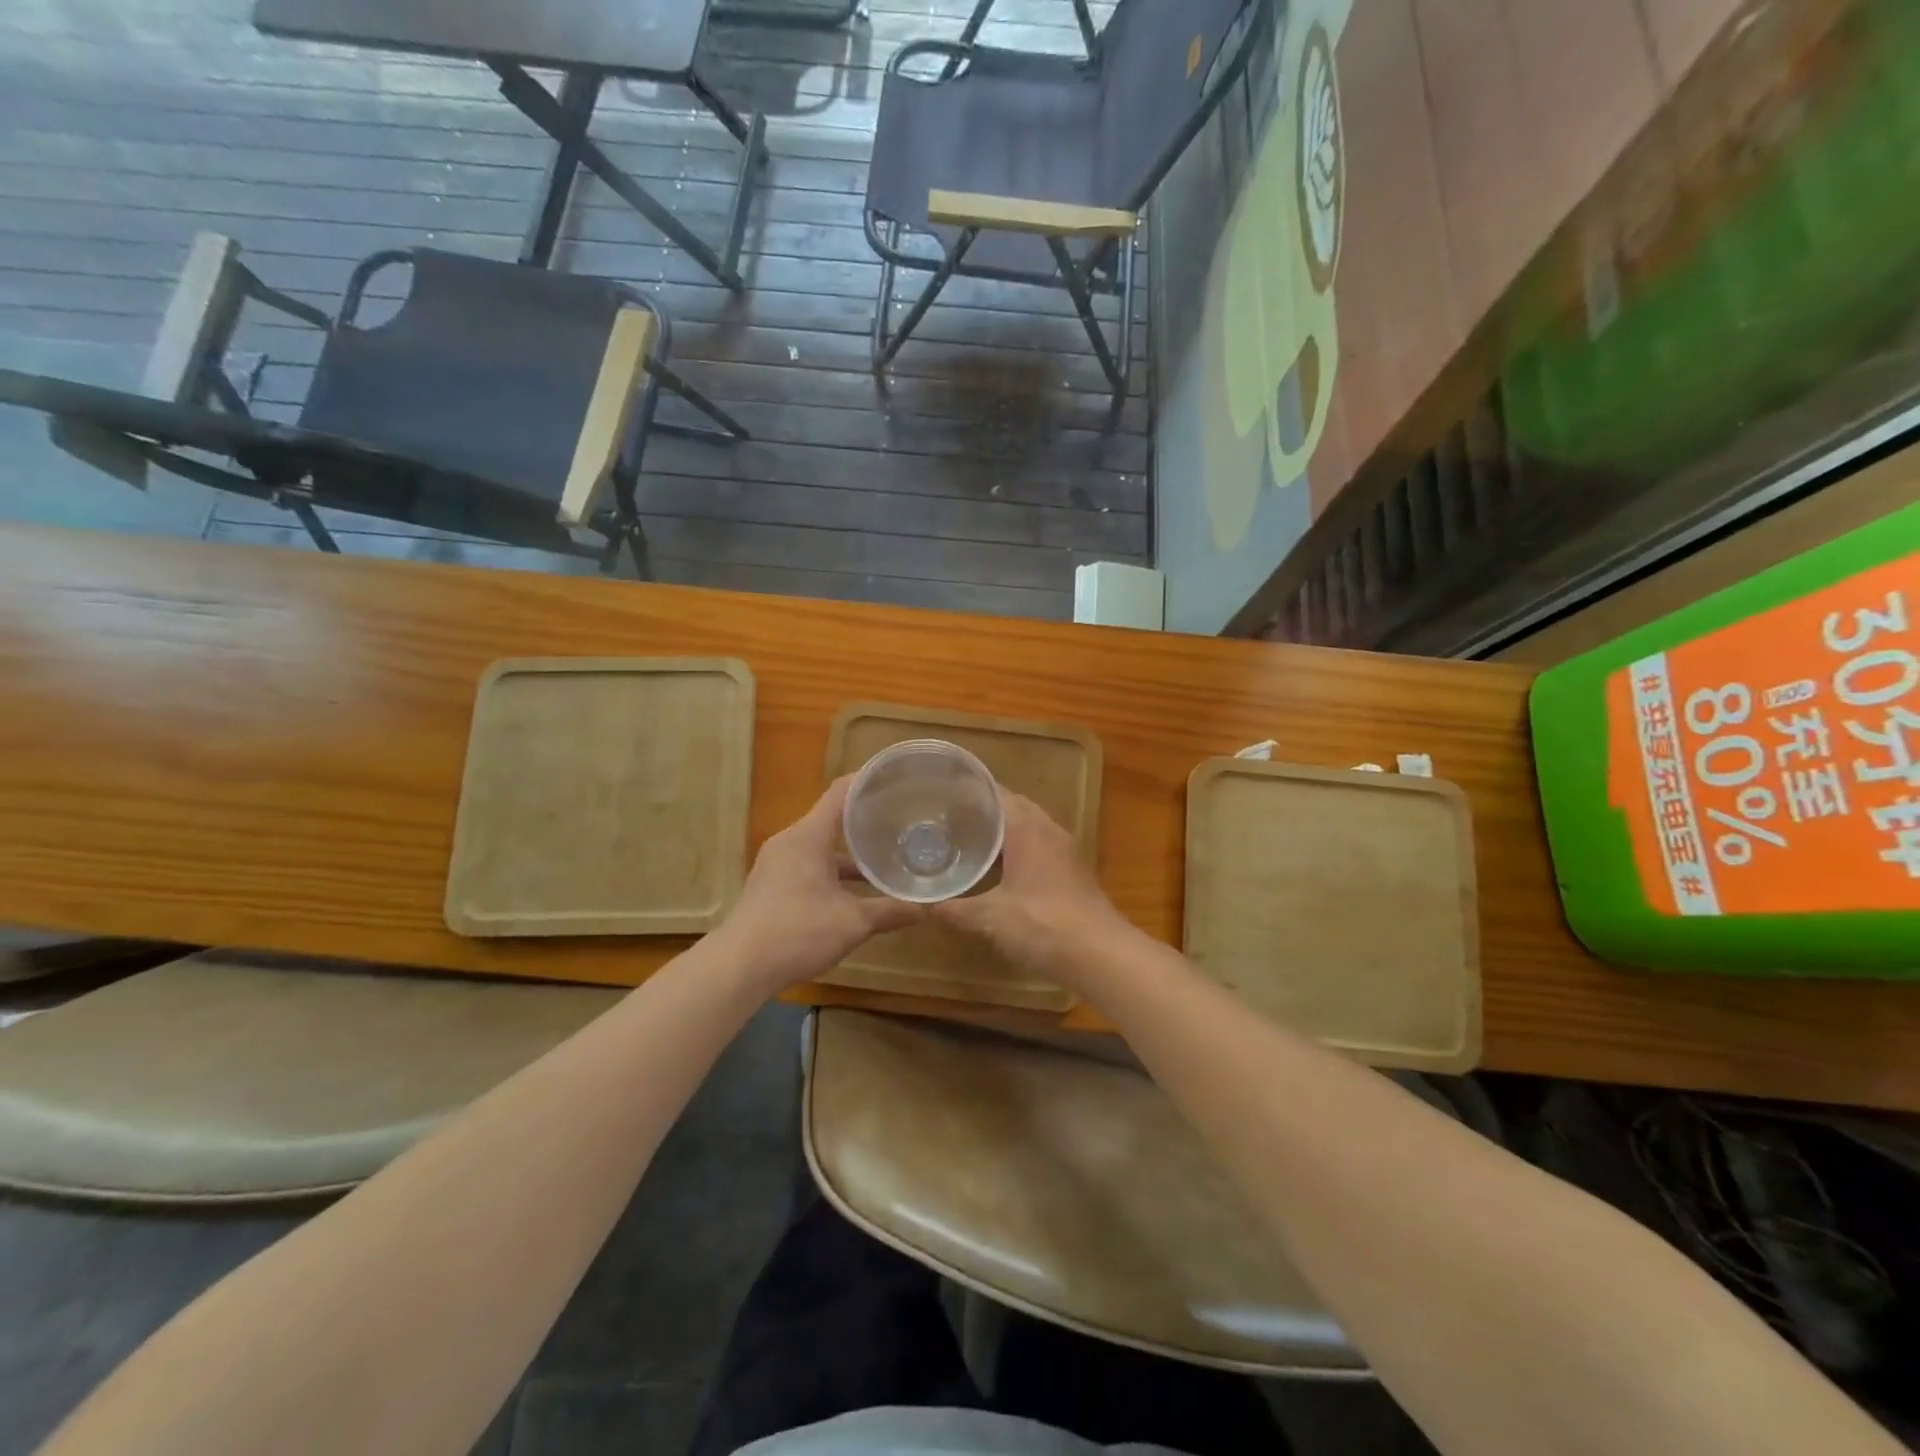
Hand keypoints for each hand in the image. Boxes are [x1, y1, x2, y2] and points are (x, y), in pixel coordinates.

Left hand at [716, 776, 924, 991]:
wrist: (739, 967)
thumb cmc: (797, 932)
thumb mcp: (853, 923)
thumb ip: (891, 912)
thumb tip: (927, 910)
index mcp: (808, 836)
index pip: (841, 791)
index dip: (868, 780)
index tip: (895, 779)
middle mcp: (790, 841)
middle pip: (831, 816)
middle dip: (865, 817)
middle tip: (899, 818)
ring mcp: (777, 862)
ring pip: (820, 844)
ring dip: (849, 849)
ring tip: (883, 854)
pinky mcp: (771, 883)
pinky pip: (808, 862)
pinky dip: (832, 868)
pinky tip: (854, 889)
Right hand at [931, 789, 1132, 986]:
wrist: (1101, 955)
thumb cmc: (1043, 924)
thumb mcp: (990, 918)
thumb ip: (954, 910)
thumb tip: (920, 906)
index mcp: (1027, 828)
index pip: (997, 793)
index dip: (970, 790)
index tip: (942, 794)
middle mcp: (1048, 830)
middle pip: (1013, 807)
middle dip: (983, 810)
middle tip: (948, 819)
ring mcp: (1065, 851)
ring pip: (1028, 828)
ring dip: (1002, 831)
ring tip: (969, 841)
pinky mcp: (1073, 872)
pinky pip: (1039, 847)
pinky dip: (1017, 850)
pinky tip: (999, 871)